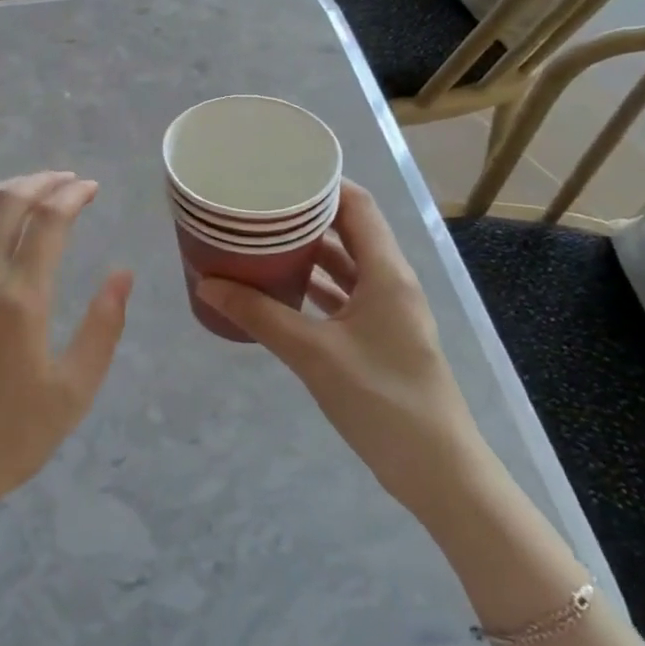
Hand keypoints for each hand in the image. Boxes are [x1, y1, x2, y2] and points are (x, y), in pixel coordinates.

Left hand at [0, 172, 132, 561]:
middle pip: (6, 203)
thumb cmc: (12, 435)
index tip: (90, 187)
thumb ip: (103, 326)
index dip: (71, 195)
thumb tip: (122, 273)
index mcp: (20, 297)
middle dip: (39, 182)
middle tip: (63, 180)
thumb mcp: (74, 390)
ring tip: (25, 193)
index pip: (48, 221)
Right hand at [196, 181, 487, 517]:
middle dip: (305, 215)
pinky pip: (343, 294)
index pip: (357, 205)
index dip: (321, 183)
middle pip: (349, 229)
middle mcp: (390, 282)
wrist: (438, 473)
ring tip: (261, 237)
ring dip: (308, 250)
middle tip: (258, 204)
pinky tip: (280, 287)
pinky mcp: (379, 336)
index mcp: (386, 273)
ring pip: (345, 263)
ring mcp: (387, 311)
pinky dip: (314, 284)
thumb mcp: (313, 353)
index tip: (277, 172)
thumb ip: (259, 315)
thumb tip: (206, 283)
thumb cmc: (382, 400)